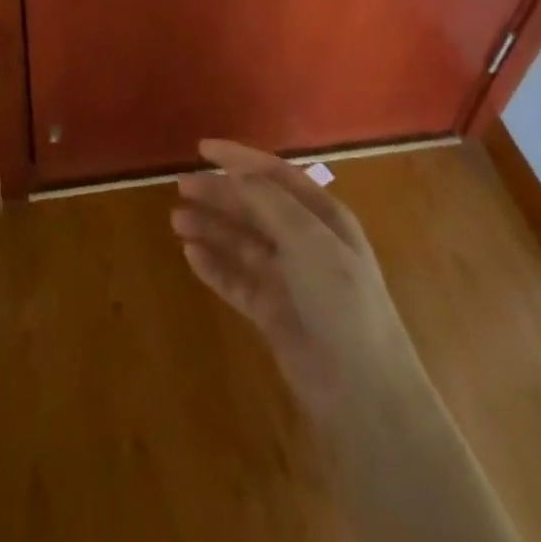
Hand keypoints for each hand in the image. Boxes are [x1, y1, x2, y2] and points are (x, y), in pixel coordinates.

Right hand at [175, 142, 536, 541]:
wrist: (363, 393)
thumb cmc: (342, 303)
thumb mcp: (309, 240)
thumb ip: (270, 202)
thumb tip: (235, 173)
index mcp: (322, 217)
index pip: (275, 175)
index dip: (239, 158)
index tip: (202, 148)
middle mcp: (305, 242)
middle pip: (254, 207)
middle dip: (219, 194)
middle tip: (181, 186)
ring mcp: (288, 279)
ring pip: (241, 242)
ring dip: (211, 228)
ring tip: (177, 220)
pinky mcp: (273, 313)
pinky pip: (237, 280)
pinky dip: (215, 266)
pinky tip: (191, 256)